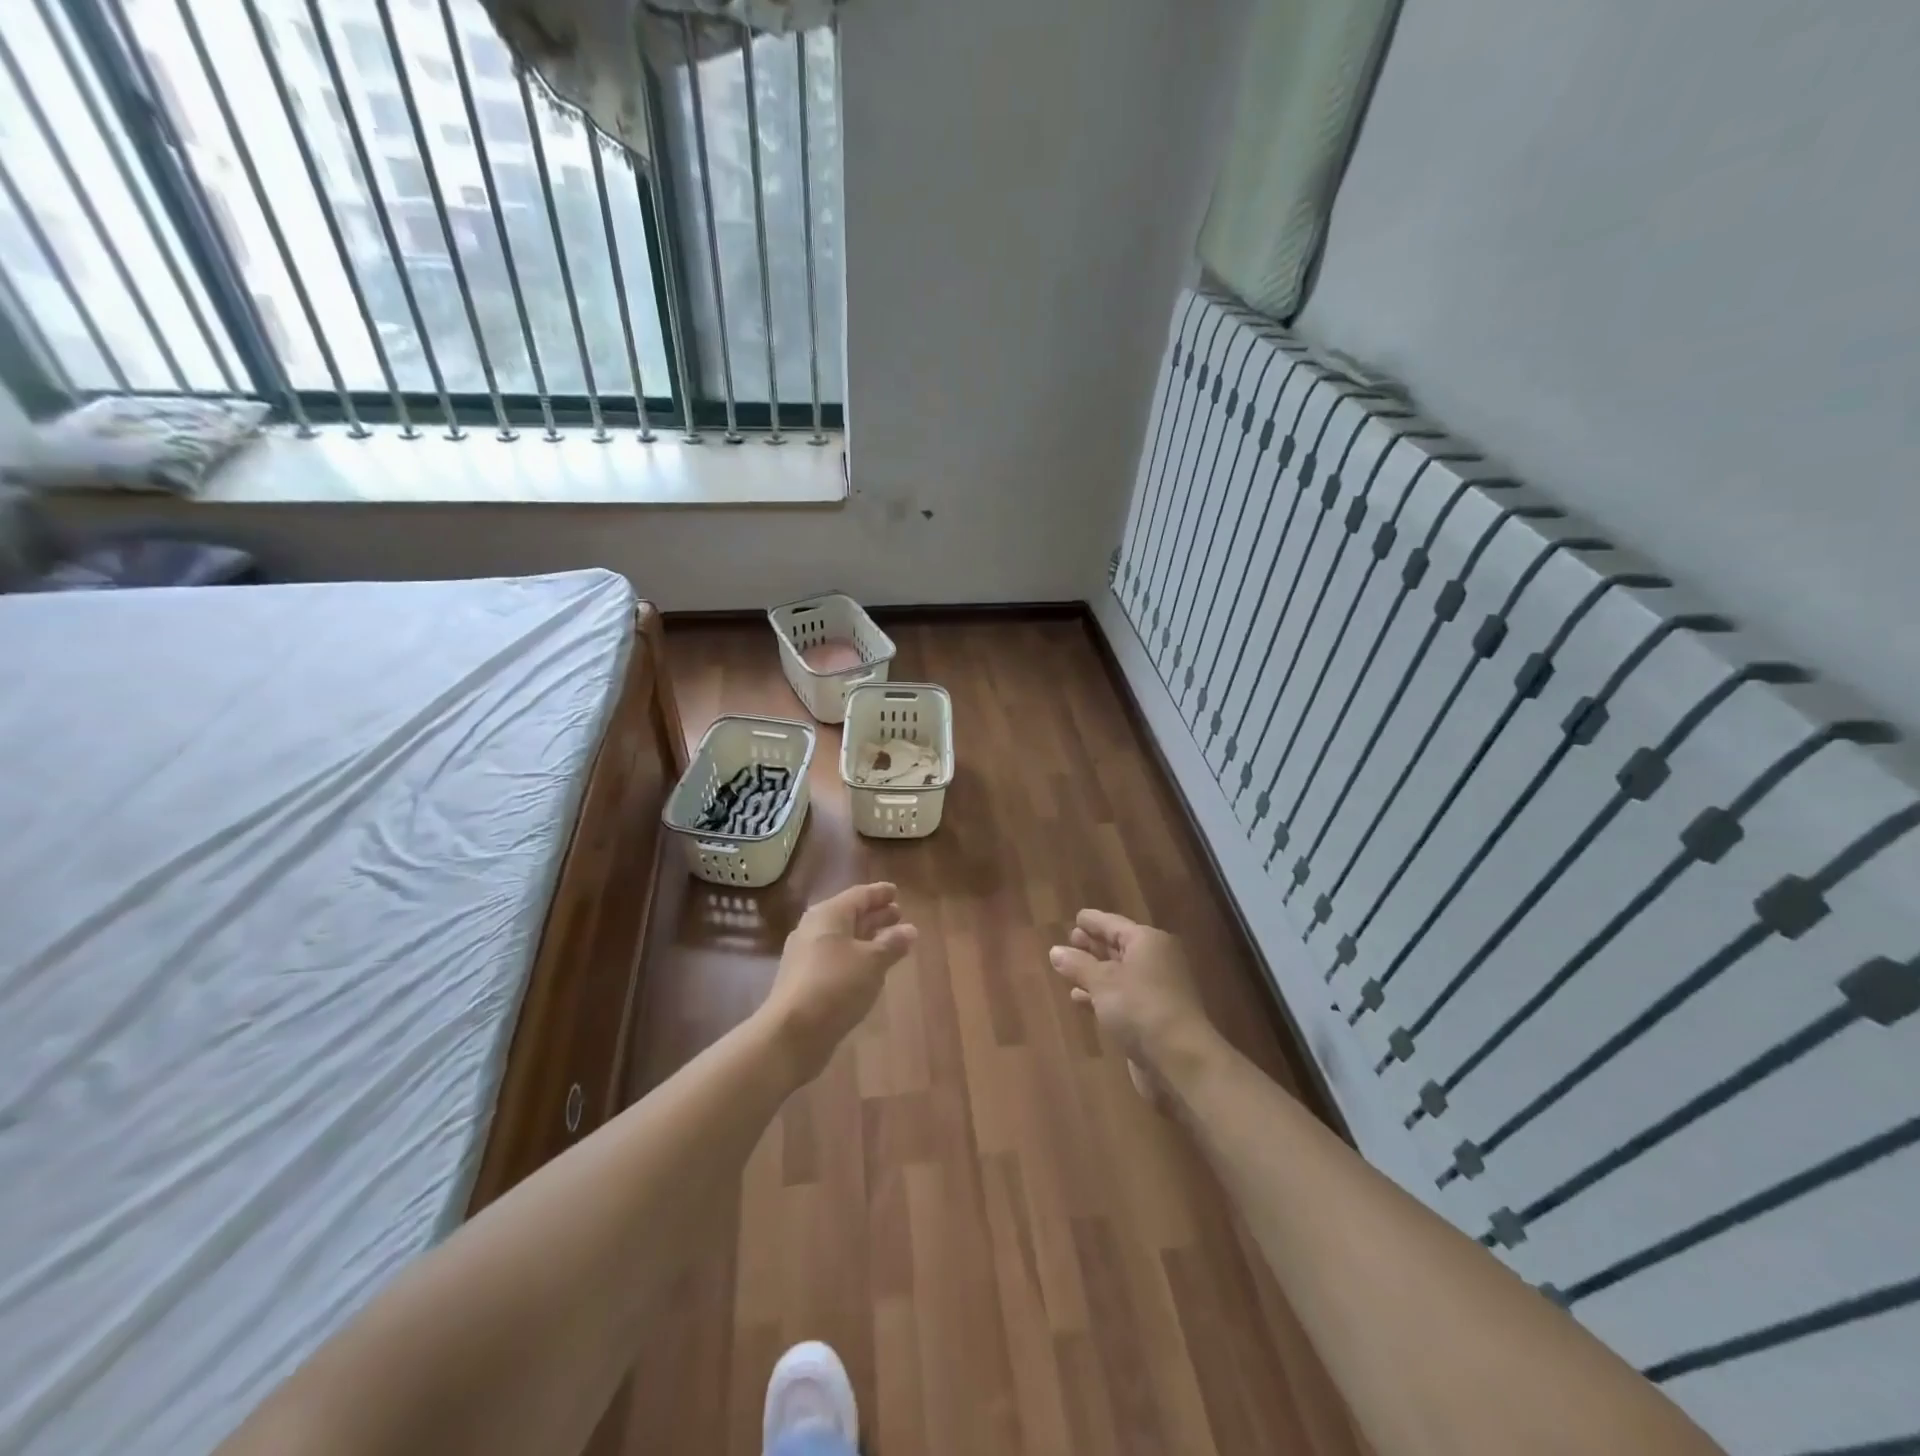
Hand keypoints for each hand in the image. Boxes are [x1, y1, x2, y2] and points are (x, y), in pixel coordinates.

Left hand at [760, 882, 916, 1083]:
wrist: (792, 1033)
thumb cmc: (836, 985)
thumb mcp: (872, 962)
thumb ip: (892, 943)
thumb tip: (910, 929)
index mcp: (828, 914)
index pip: (859, 895)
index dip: (879, 893)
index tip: (897, 892)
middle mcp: (813, 928)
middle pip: (849, 915)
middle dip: (875, 915)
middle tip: (898, 914)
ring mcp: (806, 955)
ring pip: (842, 937)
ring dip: (866, 937)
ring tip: (890, 941)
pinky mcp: (804, 979)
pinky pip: (835, 957)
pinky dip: (855, 956)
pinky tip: (869, 968)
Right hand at [1049, 909, 1221, 1095]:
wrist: (1179, 1060)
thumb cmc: (1139, 1007)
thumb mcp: (1102, 981)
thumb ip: (1077, 964)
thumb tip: (1055, 951)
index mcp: (1147, 942)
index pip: (1114, 923)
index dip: (1093, 921)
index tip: (1075, 918)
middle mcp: (1155, 960)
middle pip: (1119, 946)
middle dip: (1093, 945)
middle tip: (1069, 941)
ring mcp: (1155, 989)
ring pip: (1119, 973)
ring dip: (1094, 972)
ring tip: (1067, 969)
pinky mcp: (1152, 1016)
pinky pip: (1121, 996)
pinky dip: (1101, 994)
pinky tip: (1079, 999)